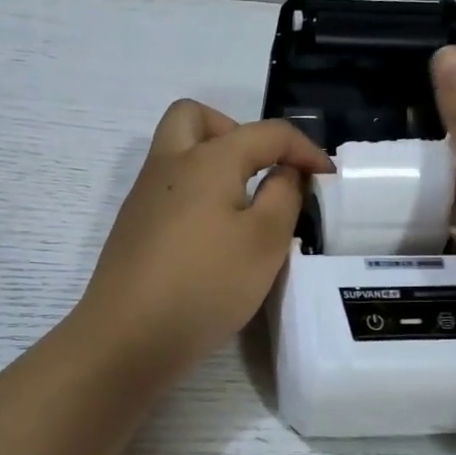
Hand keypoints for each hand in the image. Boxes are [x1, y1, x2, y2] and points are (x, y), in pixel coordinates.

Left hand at [76, 101, 332, 376]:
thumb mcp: (265, 241)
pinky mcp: (133, 228)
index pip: (265, 132)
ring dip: (213, 162)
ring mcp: (144, 197)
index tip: (327, 177)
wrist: (128, 337)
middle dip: (235, 130)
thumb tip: (285, 171)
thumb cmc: (206, 284)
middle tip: (260, 169)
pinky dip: (196, 194)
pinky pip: (168, 189)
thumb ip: (284, 195)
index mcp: (206, 159)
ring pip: (177, 152)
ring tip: (245, 206)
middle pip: (195, 117)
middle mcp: (168, 165)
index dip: (303, 148)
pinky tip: (214, 238)